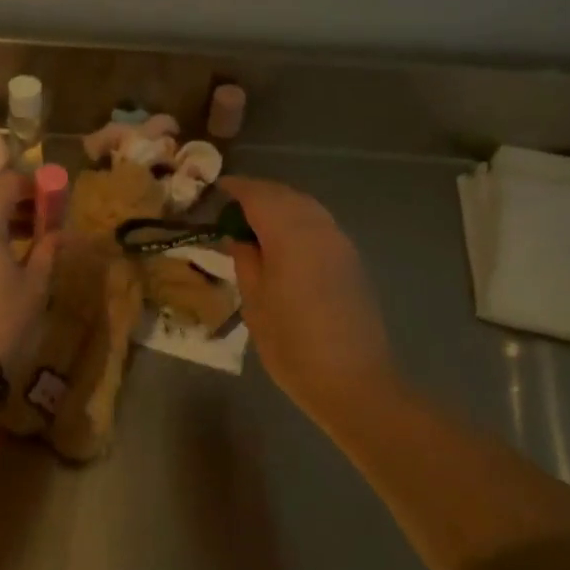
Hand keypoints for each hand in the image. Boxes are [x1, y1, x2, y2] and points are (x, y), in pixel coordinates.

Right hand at [220, 177, 396, 408]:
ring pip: (306, 207)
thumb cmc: (292, 345)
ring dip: (280, 205)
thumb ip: (246, 261)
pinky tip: (284, 241)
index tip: (216, 189)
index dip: (236, 188)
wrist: (353, 381)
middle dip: (259, 194)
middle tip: (232, 206)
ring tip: (255, 222)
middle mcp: (318, 228)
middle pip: (285, 195)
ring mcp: (340, 243)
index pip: (259, 196)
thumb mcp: (254, 303)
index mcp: (290, 235)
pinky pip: (319, 224)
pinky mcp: (351, 260)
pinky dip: (297, 221)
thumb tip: (239, 237)